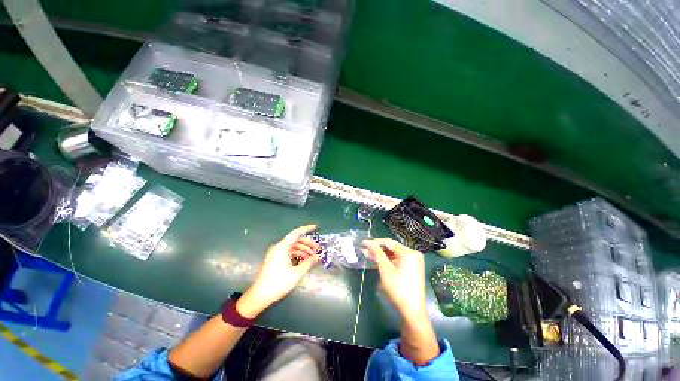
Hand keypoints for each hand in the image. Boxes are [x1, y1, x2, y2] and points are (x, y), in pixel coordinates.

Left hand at [236, 225, 319, 317]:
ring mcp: (277, 254)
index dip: (307, 229)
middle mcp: (279, 247)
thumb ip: (308, 263)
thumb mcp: (296, 273)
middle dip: (308, 243)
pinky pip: (289, 253)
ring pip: (293, 247)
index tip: (316, 228)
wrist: (260, 295)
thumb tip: (317, 257)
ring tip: (313, 257)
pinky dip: (298, 255)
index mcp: (282, 247)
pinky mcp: (276, 260)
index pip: (296, 233)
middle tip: (317, 248)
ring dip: (304, 250)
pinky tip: (305, 261)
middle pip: (296, 240)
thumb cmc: (278, 282)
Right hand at [362, 238, 427, 321]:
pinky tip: (377, 262)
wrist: (412, 310)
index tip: (364, 243)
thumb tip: (368, 242)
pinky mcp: (412, 268)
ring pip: (394, 254)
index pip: (389, 242)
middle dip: (377, 249)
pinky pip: (397, 260)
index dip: (375, 242)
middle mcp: (413, 254)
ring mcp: (413, 261)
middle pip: (392, 248)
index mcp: (409, 253)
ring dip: (381, 255)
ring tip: (368, 255)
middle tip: (364, 250)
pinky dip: (388, 261)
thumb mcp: (386, 269)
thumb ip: (377, 253)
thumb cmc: (398, 289)